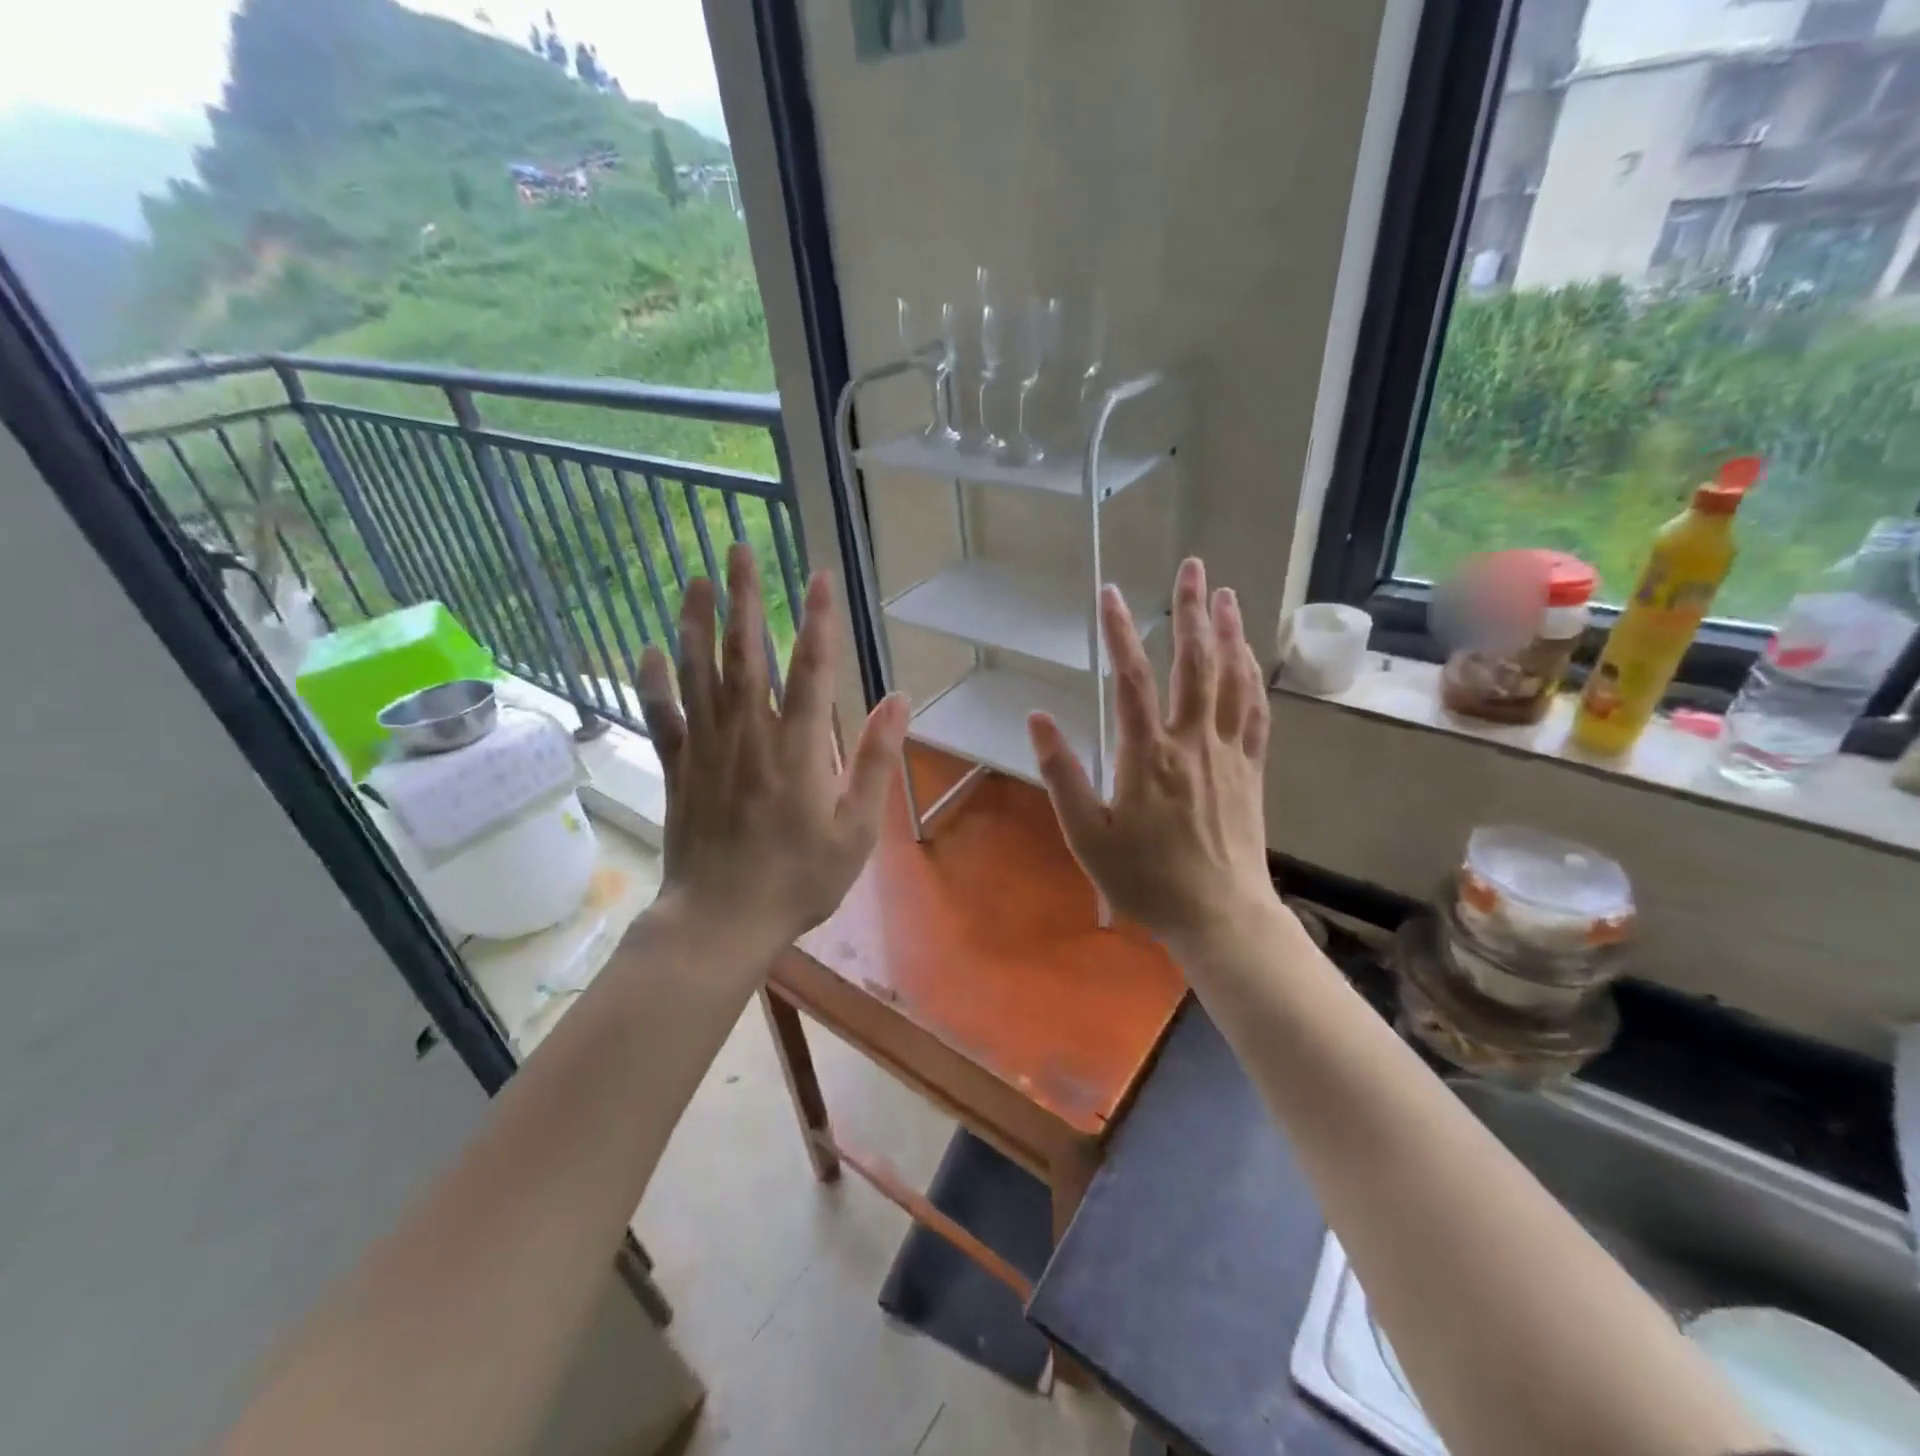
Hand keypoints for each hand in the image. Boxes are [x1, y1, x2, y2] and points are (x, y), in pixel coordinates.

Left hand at [638, 542, 908, 958]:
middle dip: (744, 598)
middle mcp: (748, 734)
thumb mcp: (857, 829)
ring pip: (697, 672)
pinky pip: (661, 714)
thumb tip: (900, 699)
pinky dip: (653, 680)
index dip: (817, 618)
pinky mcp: (677, 768)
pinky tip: (648, 648)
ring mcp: (706, 748)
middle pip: (744, 654)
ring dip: (696, 622)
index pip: (811, 668)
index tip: (818, 573)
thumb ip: (877, 760)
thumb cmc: (799, 878)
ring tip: (695, 580)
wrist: (722, 920)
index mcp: (797, 748)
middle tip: (738, 549)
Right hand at [1027, 558, 1276, 955]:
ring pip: (1232, 680)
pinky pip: (1255, 713)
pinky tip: (1249, 656)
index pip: (1130, 679)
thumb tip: (1037, 719)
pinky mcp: (1251, 770)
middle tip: (1193, 568)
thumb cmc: (1145, 879)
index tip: (1110, 594)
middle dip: (1191, 611)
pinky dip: (1252, 678)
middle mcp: (1192, 742)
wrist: (1218, 915)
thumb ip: (1061, 775)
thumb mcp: (1086, 835)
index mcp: (1147, 756)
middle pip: (1193, 664)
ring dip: (1229, 633)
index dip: (1119, 632)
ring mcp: (1228, 754)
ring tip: (1226, 594)